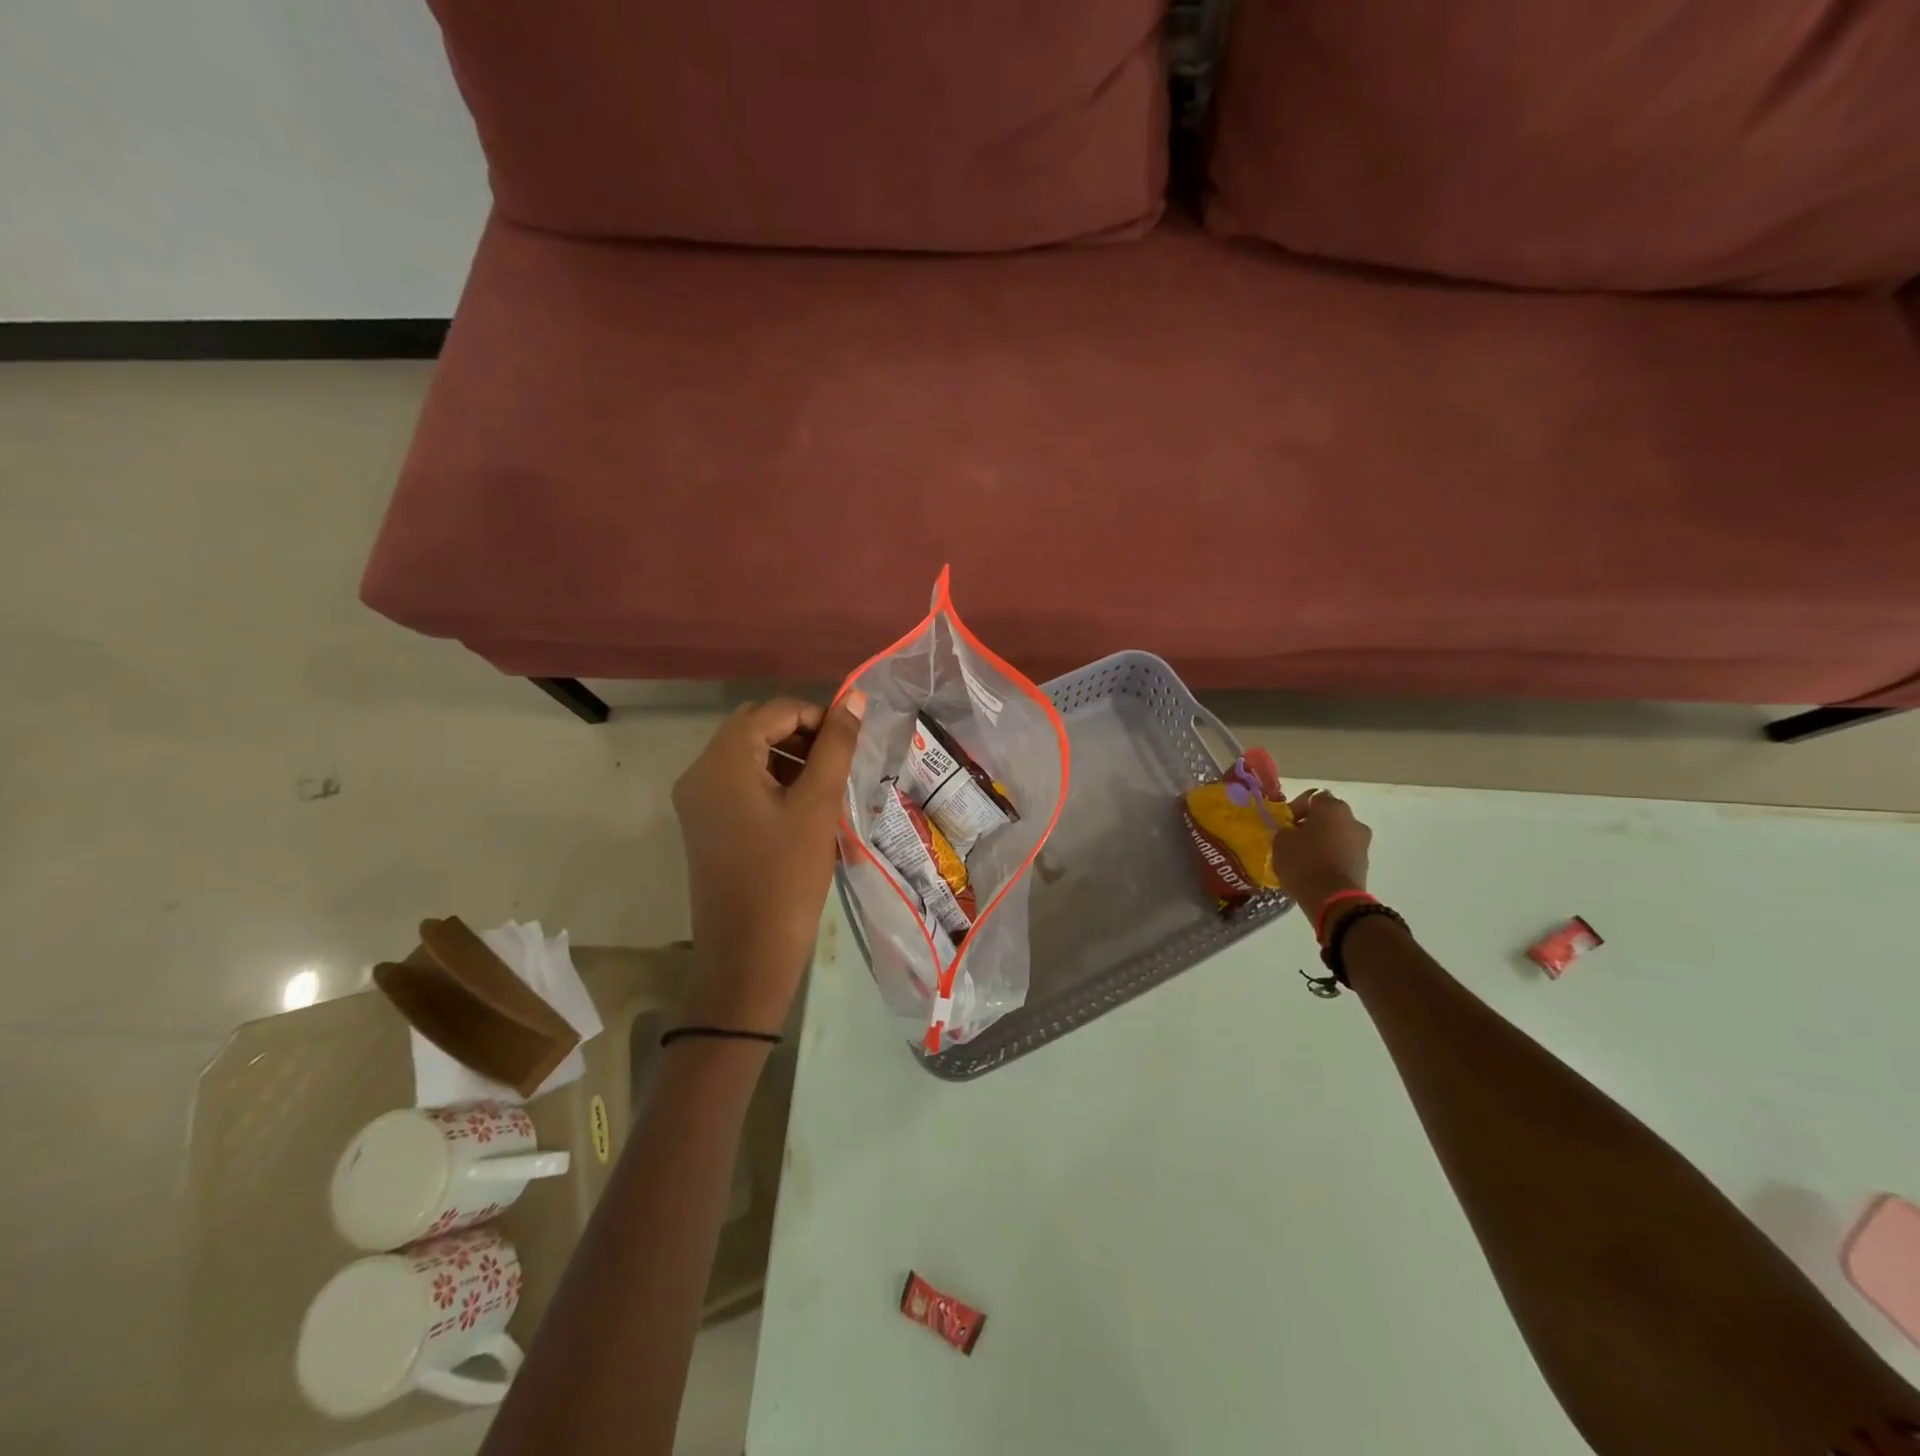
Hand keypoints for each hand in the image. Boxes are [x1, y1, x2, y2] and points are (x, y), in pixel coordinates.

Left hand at [670, 692, 866, 1031]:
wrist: (747, 955)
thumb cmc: (786, 877)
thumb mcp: (818, 806)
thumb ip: (836, 746)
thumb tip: (854, 699)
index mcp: (722, 762)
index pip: (773, 711)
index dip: (816, 717)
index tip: (850, 744)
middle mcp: (700, 773)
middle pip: (754, 728)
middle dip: (800, 736)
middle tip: (837, 765)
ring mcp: (698, 801)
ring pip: (747, 756)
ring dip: (788, 759)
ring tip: (826, 789)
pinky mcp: (705, 825)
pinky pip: (739, 784)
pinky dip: (772, 783)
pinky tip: (802, 810)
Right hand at [1269, 788, 1371, 924]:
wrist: (1332, 899)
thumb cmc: (1304, 862)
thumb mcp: (1281, 840)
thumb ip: (1286, 829)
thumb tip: (1292, 831)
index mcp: (1333, 808)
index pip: (1313, 798)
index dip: (1296, 809)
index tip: (1284, 824)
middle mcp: (1353, 821)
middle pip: (1328, 817)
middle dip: (1311, 826)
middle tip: (1293, 840)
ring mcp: (1363, 844)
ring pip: (1337, 836)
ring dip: (1322, 842)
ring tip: (1304, 858)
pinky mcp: (1364, 865)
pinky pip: (1342, 854)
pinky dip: (1330, 857)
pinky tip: (1315, 870)